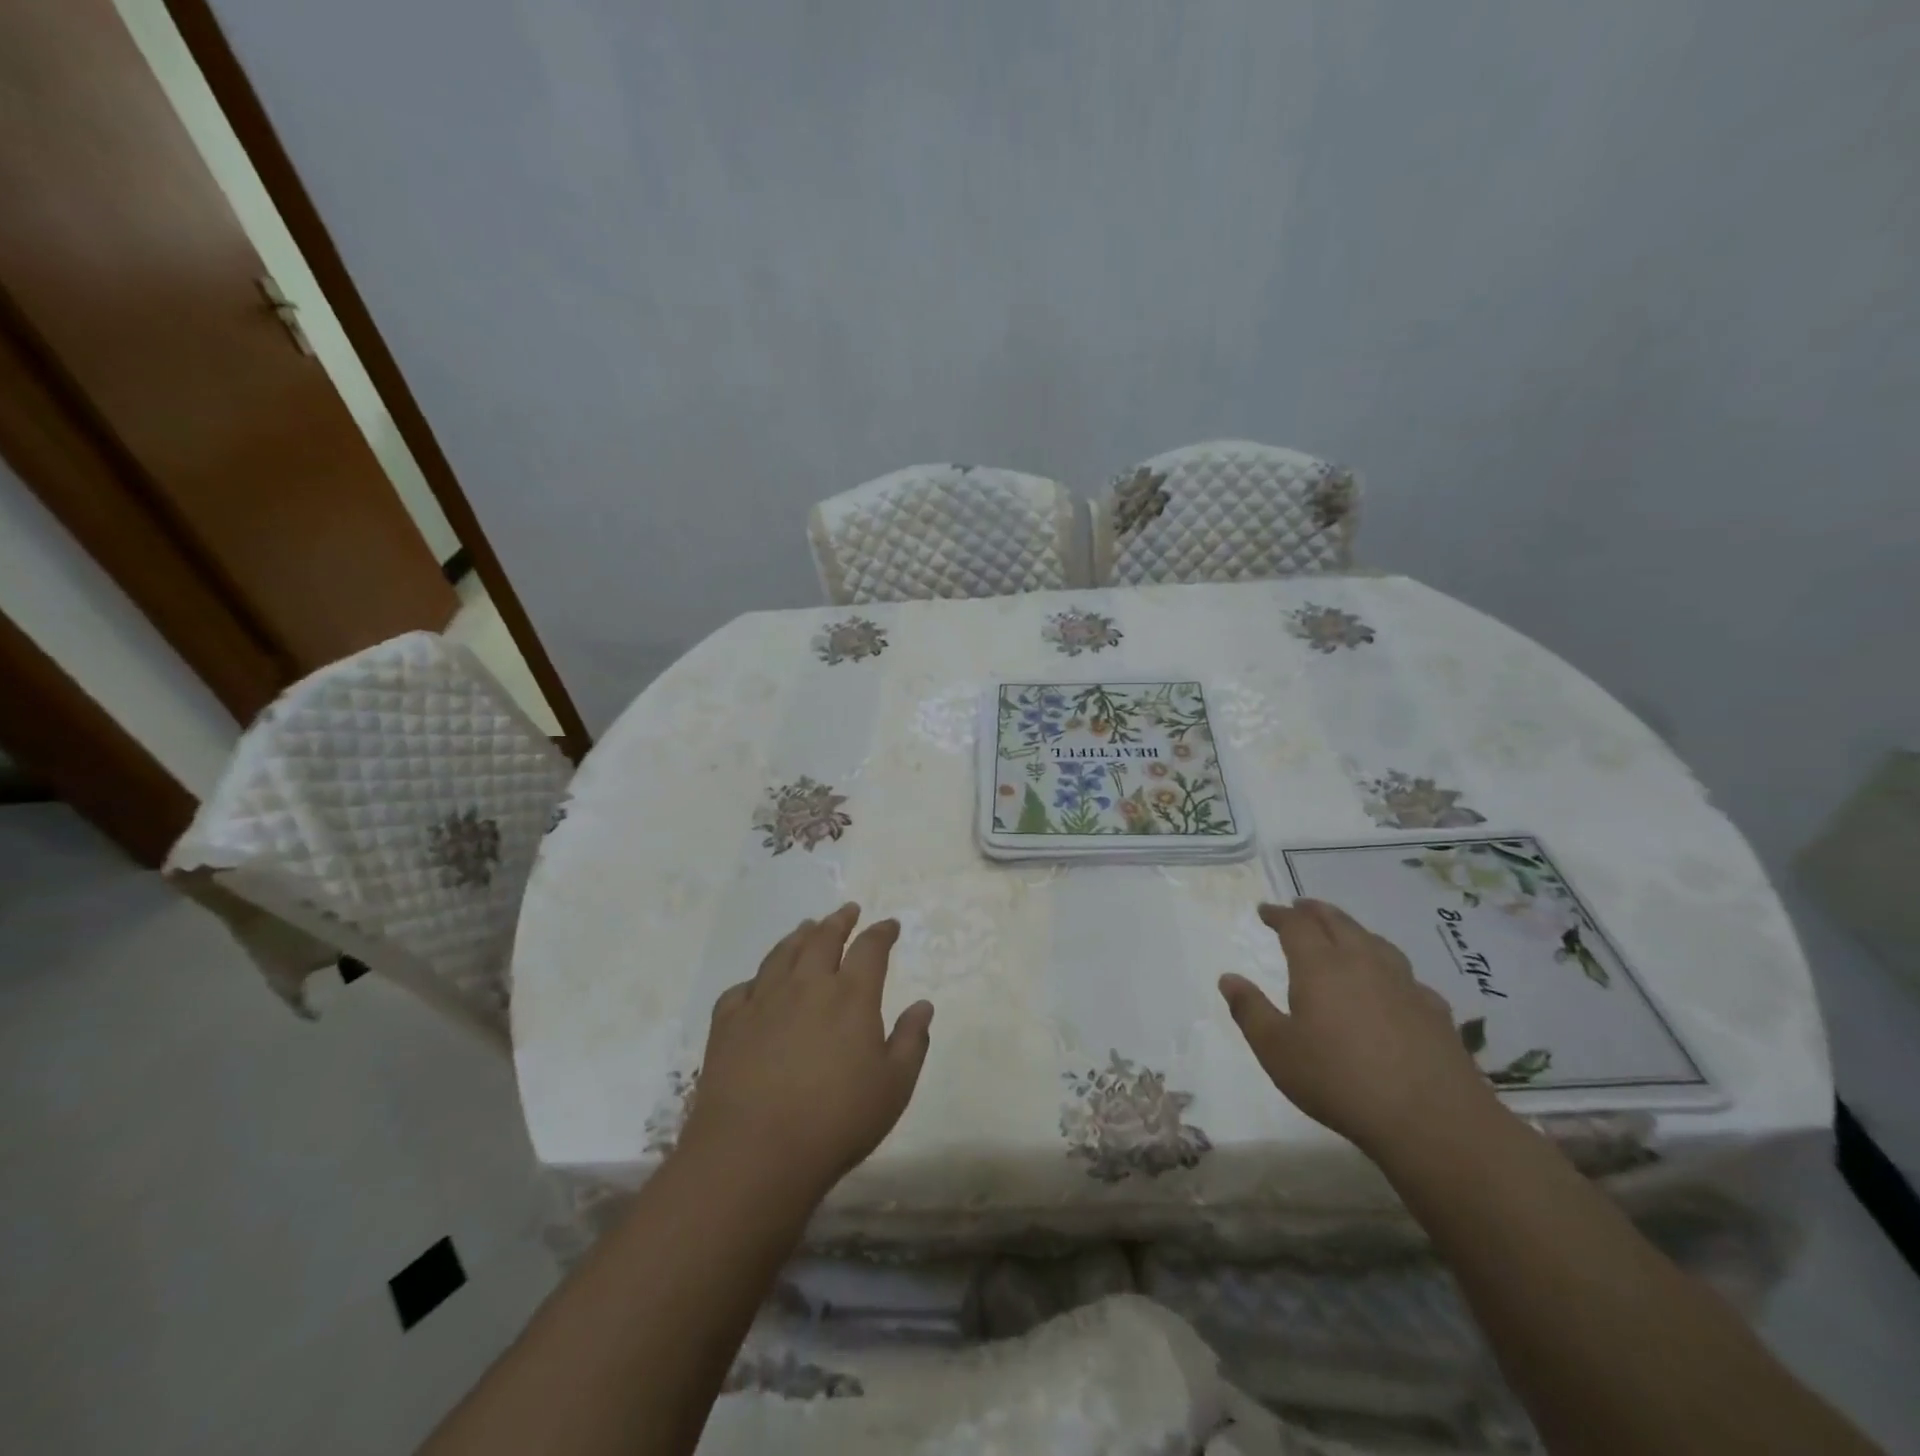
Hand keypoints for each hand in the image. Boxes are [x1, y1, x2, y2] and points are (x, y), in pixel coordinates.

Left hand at [678, 903, 933, 1200]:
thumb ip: (911, 1041)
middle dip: (839, 921)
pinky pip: (741, 988)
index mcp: (851, 996)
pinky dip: (754, 980)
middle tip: (847, 910)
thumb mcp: (894, 1086)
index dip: (882, 932)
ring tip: (806, 927)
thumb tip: (924, 1005)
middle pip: (823, 938)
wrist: (754, 1152)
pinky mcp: (728, 1023)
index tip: (890, 925)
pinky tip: (757, 984)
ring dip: (798, 936)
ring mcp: (763, 1001)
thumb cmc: (837, 1120)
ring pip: (782, 954)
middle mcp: (807, 985)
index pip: (870, 949)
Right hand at [1219, 899, 1497, 1157]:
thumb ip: (1250, 1011)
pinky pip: (1406, 976)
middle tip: (1301, 907)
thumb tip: (1228, 978)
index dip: (1279, 915)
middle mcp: (1363, 963)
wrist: (1432, 1120)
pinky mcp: (1435, 1011)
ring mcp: (1404, 985)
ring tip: (1345, 933)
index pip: (1297, 926)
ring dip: (1354, 930)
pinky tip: (1393, 985)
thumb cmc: (1339, 1081)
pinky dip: (1389, 968)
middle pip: (1339, 923)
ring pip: (1376, 942)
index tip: (1265, 910)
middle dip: (1316, 912)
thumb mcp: (1277, 1050)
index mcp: (1320, 967)